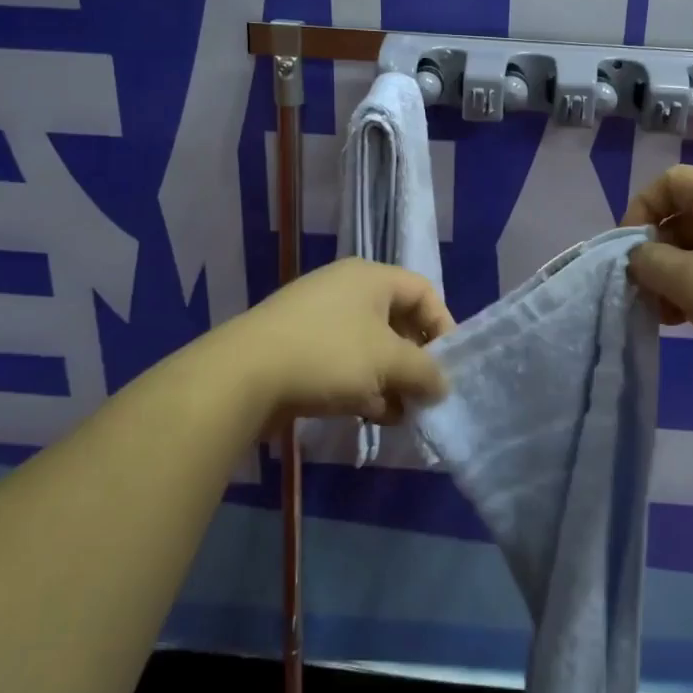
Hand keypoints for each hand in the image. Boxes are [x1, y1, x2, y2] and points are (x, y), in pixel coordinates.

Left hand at [208, 259, 454, 428]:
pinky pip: (344, 362)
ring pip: (371, 347)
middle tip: (425, 394)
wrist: (243, 376)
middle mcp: (346, 289)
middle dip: (415, 361)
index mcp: (370, 277)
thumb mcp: (388, 362)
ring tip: (400, 414)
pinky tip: (369, 416)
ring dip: (390, 380)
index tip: (449, 366)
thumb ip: (425, 372)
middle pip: (398, 321)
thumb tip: (442, 385)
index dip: (443, 326)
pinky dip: (362, 386)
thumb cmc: (328, 355)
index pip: (423, 292)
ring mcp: (319, 318)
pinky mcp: (299, 348)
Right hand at [622, 165, 692, 387]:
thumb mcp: (688, 283)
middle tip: (651, 295)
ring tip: (676, 316)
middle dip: (661, 252)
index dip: (639, 211)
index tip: (631, 254)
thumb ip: (650, 263)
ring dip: (684, 272)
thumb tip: (641, 255)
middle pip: (688, 213)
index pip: (668, 182)